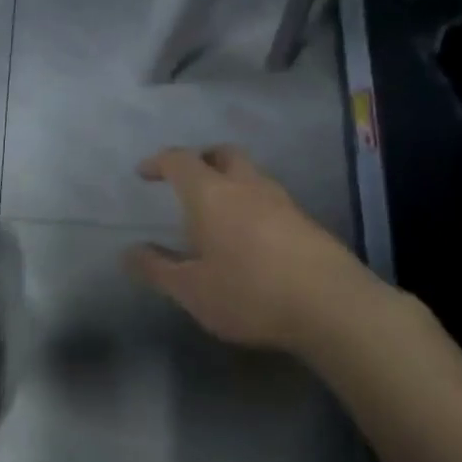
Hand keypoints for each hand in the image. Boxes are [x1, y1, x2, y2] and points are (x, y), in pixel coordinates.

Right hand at [125, 145, 385, 353]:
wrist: (333, 307)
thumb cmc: (250, 293)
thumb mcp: (192, 291)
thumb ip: (157, 269)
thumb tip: (128, 252)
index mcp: (211, 194)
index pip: (180, 160)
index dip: (159, 162)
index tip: (144, 173)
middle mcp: (246, 186)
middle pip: (222, 154)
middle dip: (200, 159)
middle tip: (185, 180)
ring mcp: (282, 201)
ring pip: (250, 174)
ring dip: (229, 181)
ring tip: (217, 212)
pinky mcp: (306, 222)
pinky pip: (270, 199)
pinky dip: (252, 204)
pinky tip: (250, 237)